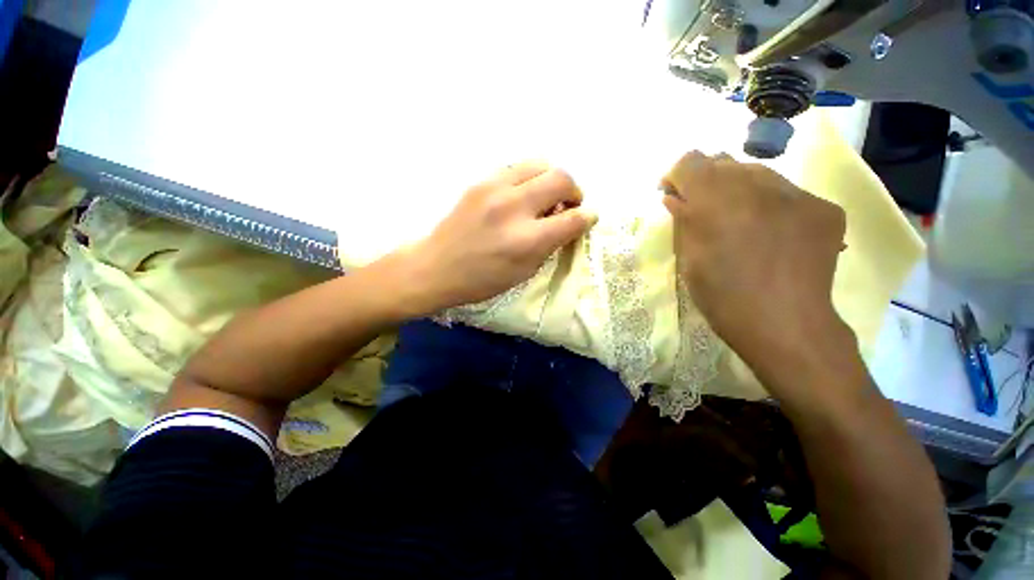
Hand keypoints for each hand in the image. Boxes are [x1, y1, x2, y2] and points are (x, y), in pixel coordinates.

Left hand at [405, 161, 596, 312]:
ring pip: (540, 163)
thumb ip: (551, 244)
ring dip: (552, 179)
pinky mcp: (481, 181)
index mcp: (527, 241)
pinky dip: (529, 178)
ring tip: (546, 197)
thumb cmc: (482, 280)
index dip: (587, 217)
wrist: (436, 267)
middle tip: (568, 205)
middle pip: (561, 178)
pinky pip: (516, 167)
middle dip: (575, 191)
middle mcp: (514, 208)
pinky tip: (523, 194)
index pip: (573, 219)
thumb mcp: (524, 272)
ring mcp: (495, 189)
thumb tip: (569, 222)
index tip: (588, 218)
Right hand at [661, 152, 851, 377]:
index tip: (674, 195)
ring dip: (738, 190)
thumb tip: (674, 197)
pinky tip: (771, 234)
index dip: (677, 175)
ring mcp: (797, 193)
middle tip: (703, 210)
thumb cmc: (722, 296)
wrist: (785, 326)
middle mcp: (757, 185)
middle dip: (706, 182)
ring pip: (757, 173)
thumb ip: (683, 220)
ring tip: (738, 222)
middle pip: (723, 162)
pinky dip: (770, 205)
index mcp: (715, 200)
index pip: (690, 161)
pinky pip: (787, 193)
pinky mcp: (824, 207)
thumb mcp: (688, 258)